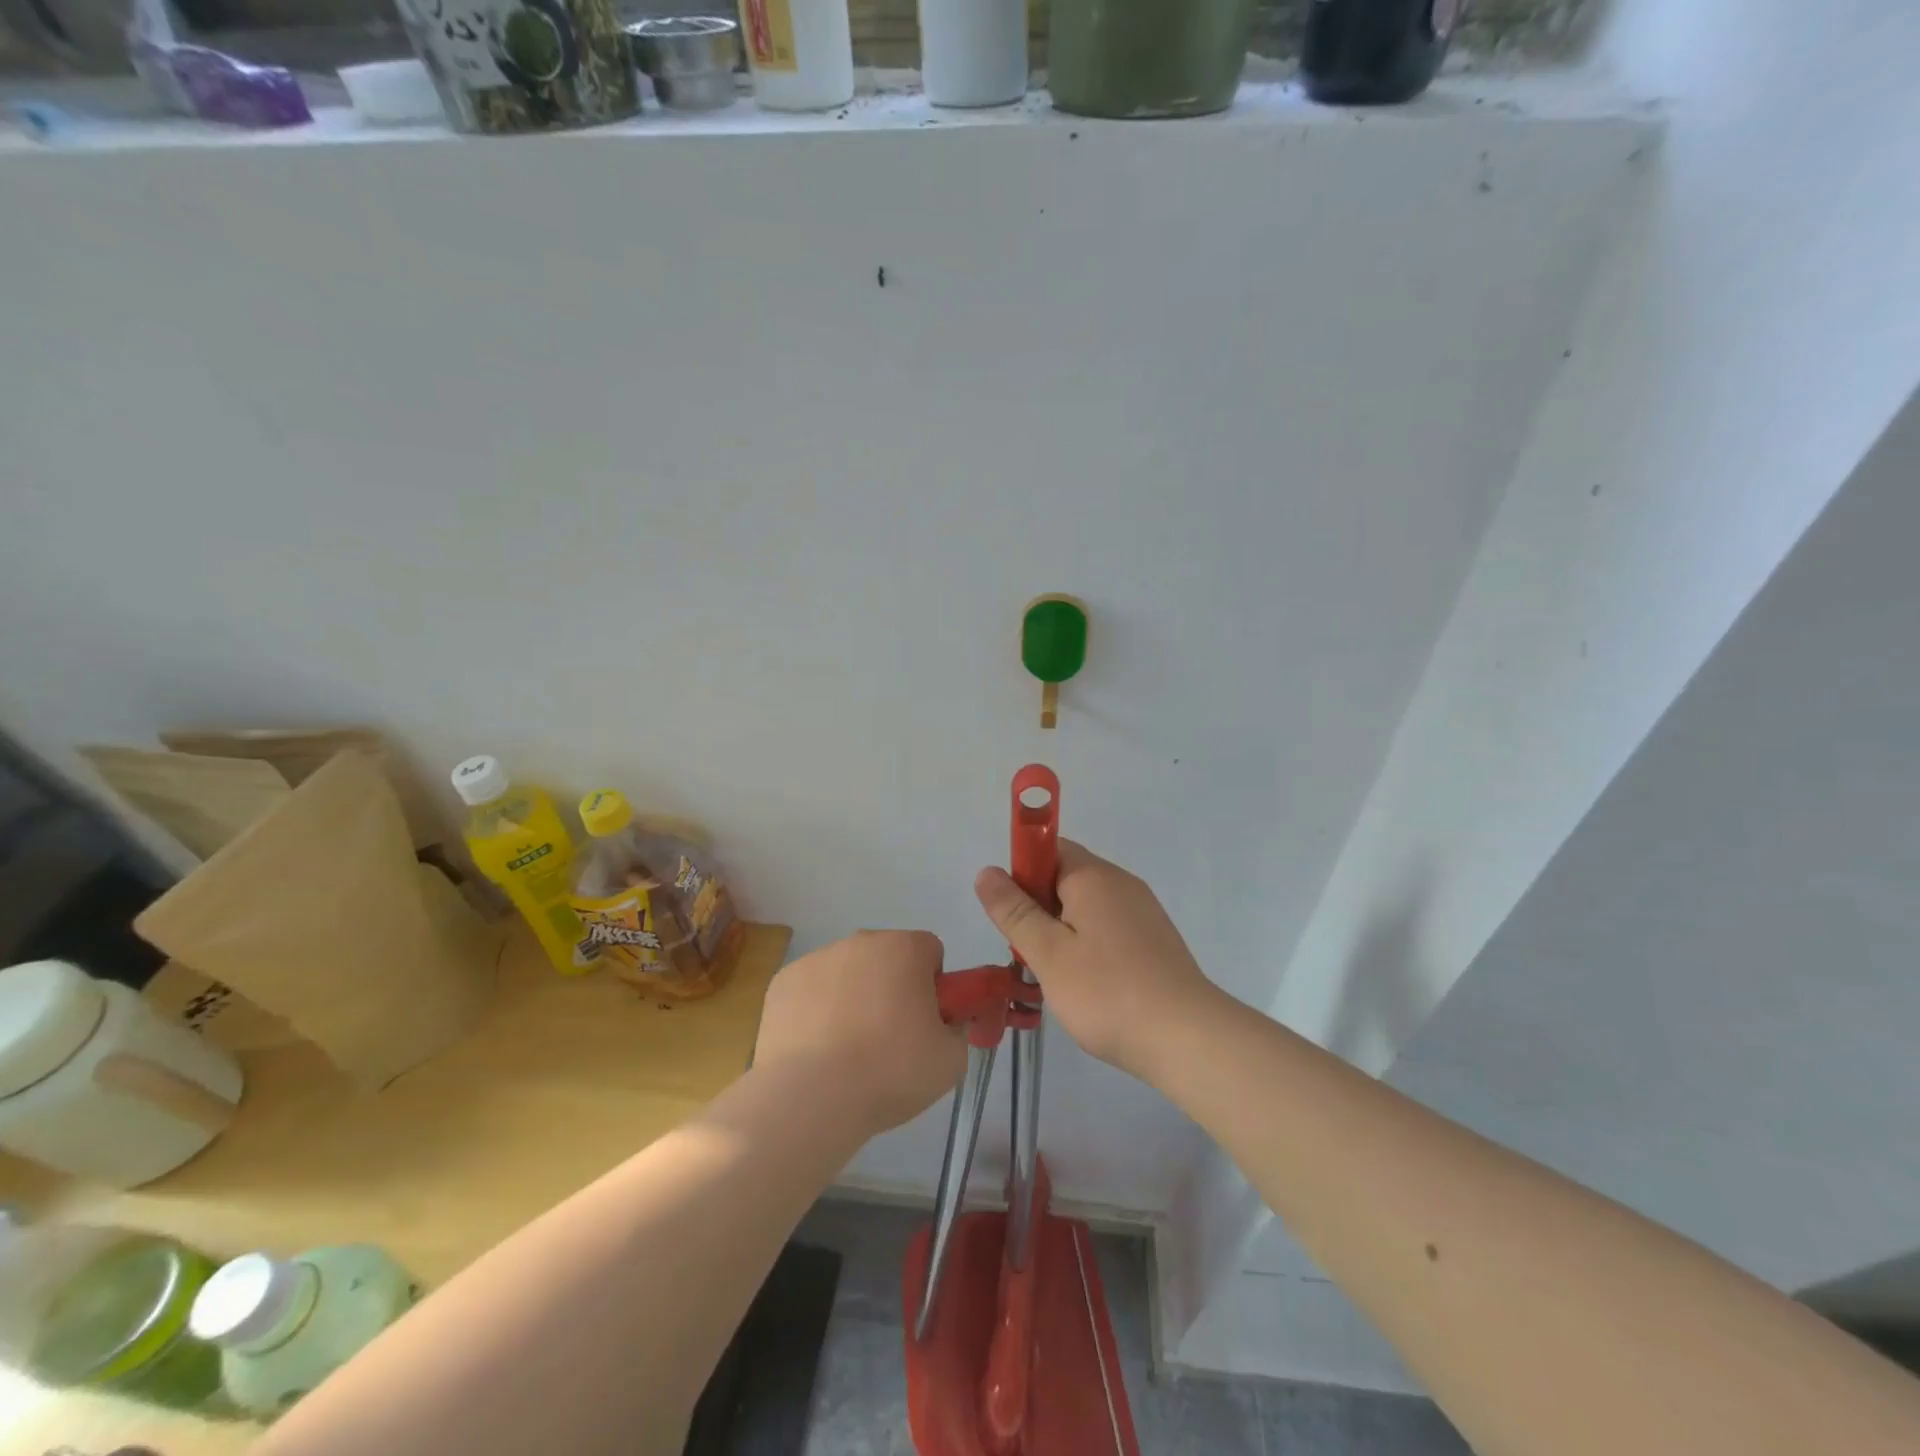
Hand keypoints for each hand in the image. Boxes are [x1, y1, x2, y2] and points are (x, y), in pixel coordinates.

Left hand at [752, 931, 966, 1139]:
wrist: (810, 1098)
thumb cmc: (890, 1072)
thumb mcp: (951, 1060)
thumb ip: (956, 1029)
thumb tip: (944, 1023)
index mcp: (904, 948)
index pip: (930, 951)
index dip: (934, 986)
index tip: (926, 1022)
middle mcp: (860, 941)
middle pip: (887, 958)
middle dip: (893, 988)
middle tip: (891, 1041)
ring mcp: (817, 959)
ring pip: (848, 973)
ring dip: (854, 998)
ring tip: (849, 1053)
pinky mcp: (783, 982)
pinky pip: (812, 991)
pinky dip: (817, 1012)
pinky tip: (816, 1051)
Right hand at [974, 841, 1214, 1080]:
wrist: (1187, 1038)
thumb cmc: (1106, 991)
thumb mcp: (1047, 952)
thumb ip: (1014, 910)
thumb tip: (987, 871)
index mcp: (1094, 876)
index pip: (1048, 848)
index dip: (1021, 873)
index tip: (1012, 915)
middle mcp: (1121, 884)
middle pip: (1066, 878)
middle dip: (1038, 909)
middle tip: (1027, 954)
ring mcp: (1143, 913)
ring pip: (1086, 909)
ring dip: (1061, 933)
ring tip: (1055, 977)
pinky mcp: (1154, 941)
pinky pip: (1108, 930)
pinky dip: (1088, 948)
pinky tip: (1087, 987)